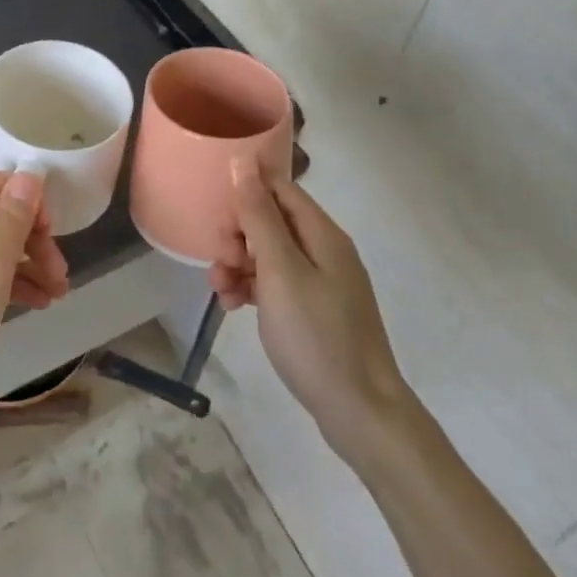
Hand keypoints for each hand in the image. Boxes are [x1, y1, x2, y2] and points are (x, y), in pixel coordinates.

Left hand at [0, 171, 67, 451]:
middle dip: (36, 240)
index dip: (30, 200)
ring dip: (31, 265)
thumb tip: (29, 175)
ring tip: (58, 295)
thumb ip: (13, 218)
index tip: (52, 232)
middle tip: (61, 273)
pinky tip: (37, 304)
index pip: (0, 183)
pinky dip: (13, 283)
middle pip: (2, 216)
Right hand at [210, 159, 411, 466]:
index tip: (217, 215)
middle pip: (271, 221)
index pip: (279, 188)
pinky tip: (233, 306)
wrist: (360, 412)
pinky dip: (252, 288)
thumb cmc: (316, 335)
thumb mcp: (280, 271)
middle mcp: (324, 250)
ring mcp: (321, 282)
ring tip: (220, 290)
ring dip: (239, 264)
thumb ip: (259, 216)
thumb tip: (243, 163)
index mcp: (322, 233)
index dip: (246, 193)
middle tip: (221, 260)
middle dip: (237, 235)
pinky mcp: (314, 311)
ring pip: (269, 255)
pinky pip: (276, 284)